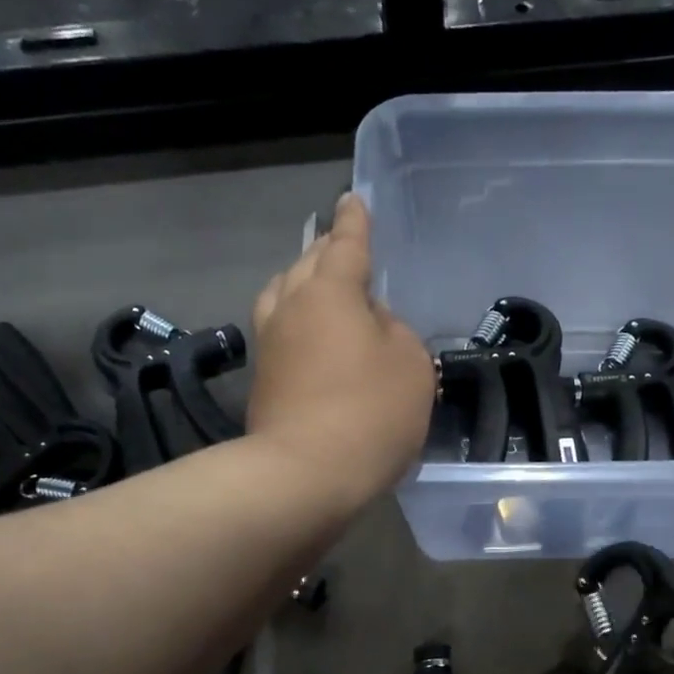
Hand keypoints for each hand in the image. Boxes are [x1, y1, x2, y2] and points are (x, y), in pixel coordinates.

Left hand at [248, 194, 435, 502]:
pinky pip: (281, 330)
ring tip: (321, 289)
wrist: (305, 474)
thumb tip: (371, 325)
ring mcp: (270, 343)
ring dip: (303, 285)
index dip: (354, 222)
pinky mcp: (262, 379)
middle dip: (327, 252)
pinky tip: (312, 338)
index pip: (346, 244)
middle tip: (343, 247)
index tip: (353, 200)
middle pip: (307, 265)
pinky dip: (298, 322)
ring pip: (284, 295)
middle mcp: (291, 306)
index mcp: (330, 291)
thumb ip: (395, 332)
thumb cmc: (370, 412)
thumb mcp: (410, 365)